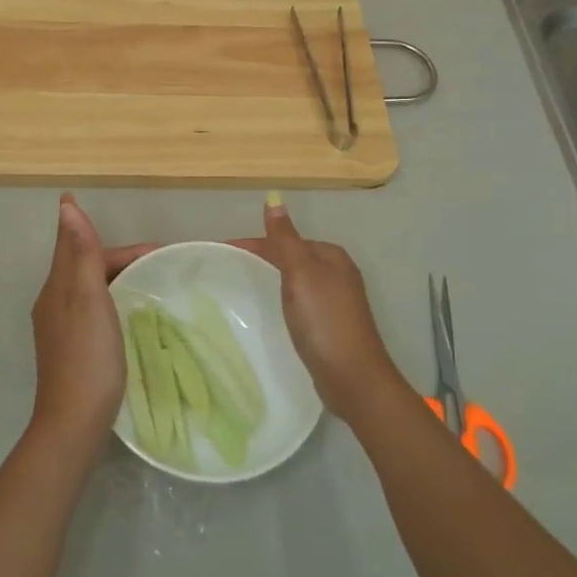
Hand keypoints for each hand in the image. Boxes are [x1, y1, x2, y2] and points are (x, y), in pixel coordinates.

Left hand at [29, 194, 151, 448]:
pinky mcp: (69, 348)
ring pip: (85, 286)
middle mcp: (52, 302)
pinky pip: (89, 308)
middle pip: (81, 264)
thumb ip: (81, 252)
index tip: (138, 234)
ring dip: (111, 274)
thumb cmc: (87, 356)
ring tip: (145, 278)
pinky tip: (125, 312)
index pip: (76, 244)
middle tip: (154, 257)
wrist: (74, 422)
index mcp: (57, 287)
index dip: (96, 230)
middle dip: (113, 254)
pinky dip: (109, 297)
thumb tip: (67, 206)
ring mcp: (59, 328)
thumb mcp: (88, 298)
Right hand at [242, 199, 408, 419]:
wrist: (353, 377)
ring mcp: (337, 300)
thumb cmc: (324, 320)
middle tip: (229, 267)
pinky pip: (301, 300)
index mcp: (331, 256)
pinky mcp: (332, 324)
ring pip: (297, 279)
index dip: (255, 243)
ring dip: (273, 277)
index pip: (286, 239)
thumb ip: (285, 238)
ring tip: (244, 286)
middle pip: (292, 257)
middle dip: (263, 257)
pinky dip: (284, 298)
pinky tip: (274, 309)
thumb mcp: (301, 273)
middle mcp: (338, 272)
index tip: (223, 249)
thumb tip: (274, 199)